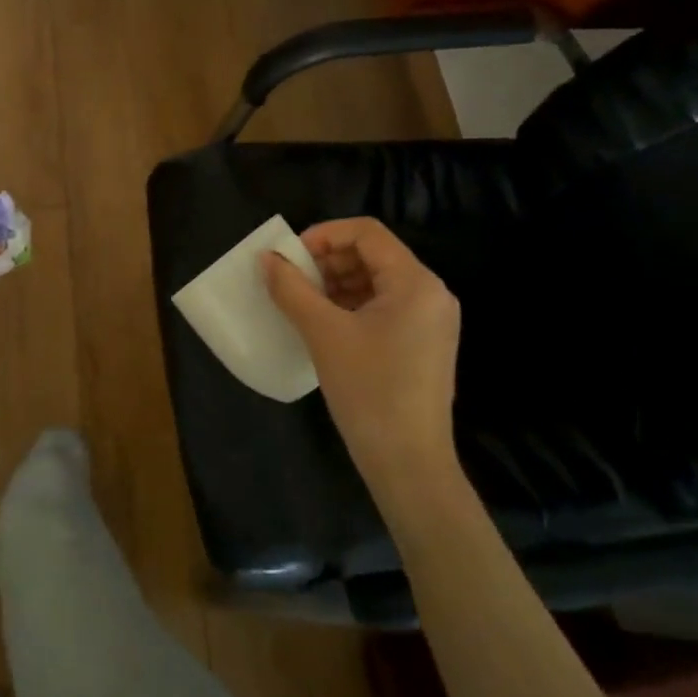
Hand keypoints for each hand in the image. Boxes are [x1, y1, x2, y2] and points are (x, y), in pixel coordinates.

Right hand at [264, 218, 462, 479]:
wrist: (409, 463)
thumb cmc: (369, 391)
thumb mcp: (324, 334)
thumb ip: (292, 289)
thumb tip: (266, 258)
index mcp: (416, 282)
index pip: (367, 233)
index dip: (324, 235)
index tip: (290, 256)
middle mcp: (431, 293)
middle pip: (374, 255)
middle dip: (328, 261)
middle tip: (292, 281)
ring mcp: (431, 320)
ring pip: (377, 282)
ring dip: (336, 284)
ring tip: (302, 303)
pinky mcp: (423, 344)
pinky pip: (384, 307)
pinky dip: (351, 306)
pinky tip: (324, 325)